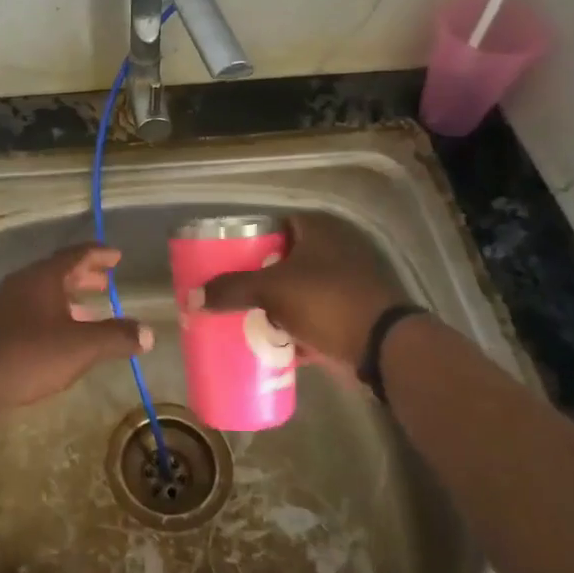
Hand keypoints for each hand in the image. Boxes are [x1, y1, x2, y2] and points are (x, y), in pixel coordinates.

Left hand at [0, 244, 152, 410]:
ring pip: (42, 292)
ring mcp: (3, 303)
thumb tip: (148, 333)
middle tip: (105, 282)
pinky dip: (51, 313)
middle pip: (58, 271)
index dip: (99, 254)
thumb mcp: (80, 347)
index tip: (116, 255)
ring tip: (88, 311)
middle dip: (84, 276)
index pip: (76, 255)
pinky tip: (57, 335)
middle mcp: (22, 282)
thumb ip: (116, 337)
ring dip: (67, 297)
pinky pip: (29, 309)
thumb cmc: (28, 354)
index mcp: (43, 277)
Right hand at [201, 213, 405, 375]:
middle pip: (283, 259)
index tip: (224, 257)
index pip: (274, 225)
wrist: (382, 347)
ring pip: (296, 290)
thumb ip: (231, 289)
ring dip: (273, 304)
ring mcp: (344, 284)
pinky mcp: (349, 315)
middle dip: (257, 276)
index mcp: (317, 231)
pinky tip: (268, 340)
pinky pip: (310, 318)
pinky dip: (292, 328)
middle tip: (229, 290)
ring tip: (242, 315)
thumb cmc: (326, 301)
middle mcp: (333, 250)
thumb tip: (191, 298)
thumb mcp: (271, 289)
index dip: (248, 239)